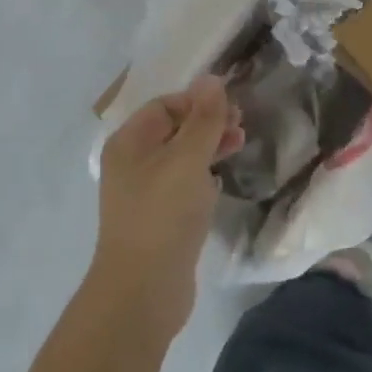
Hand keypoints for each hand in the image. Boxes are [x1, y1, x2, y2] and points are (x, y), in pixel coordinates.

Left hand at [92, 76, 243, 336]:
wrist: (143, 292)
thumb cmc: (163, 215)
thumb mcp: (188, 160)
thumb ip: (203, 120)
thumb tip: (212, 79)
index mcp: (129, 142)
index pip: (165, 105)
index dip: (198, 102)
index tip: (233, 109)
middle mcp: (131, 163)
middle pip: (173, 129)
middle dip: (207, 124)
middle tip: (243, 127)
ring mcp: (143, 193)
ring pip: (179, 158)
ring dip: (208, 148)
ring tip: (240, 147)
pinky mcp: (158, 219)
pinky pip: (181, 186)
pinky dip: (202, 177)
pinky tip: (221, 182)